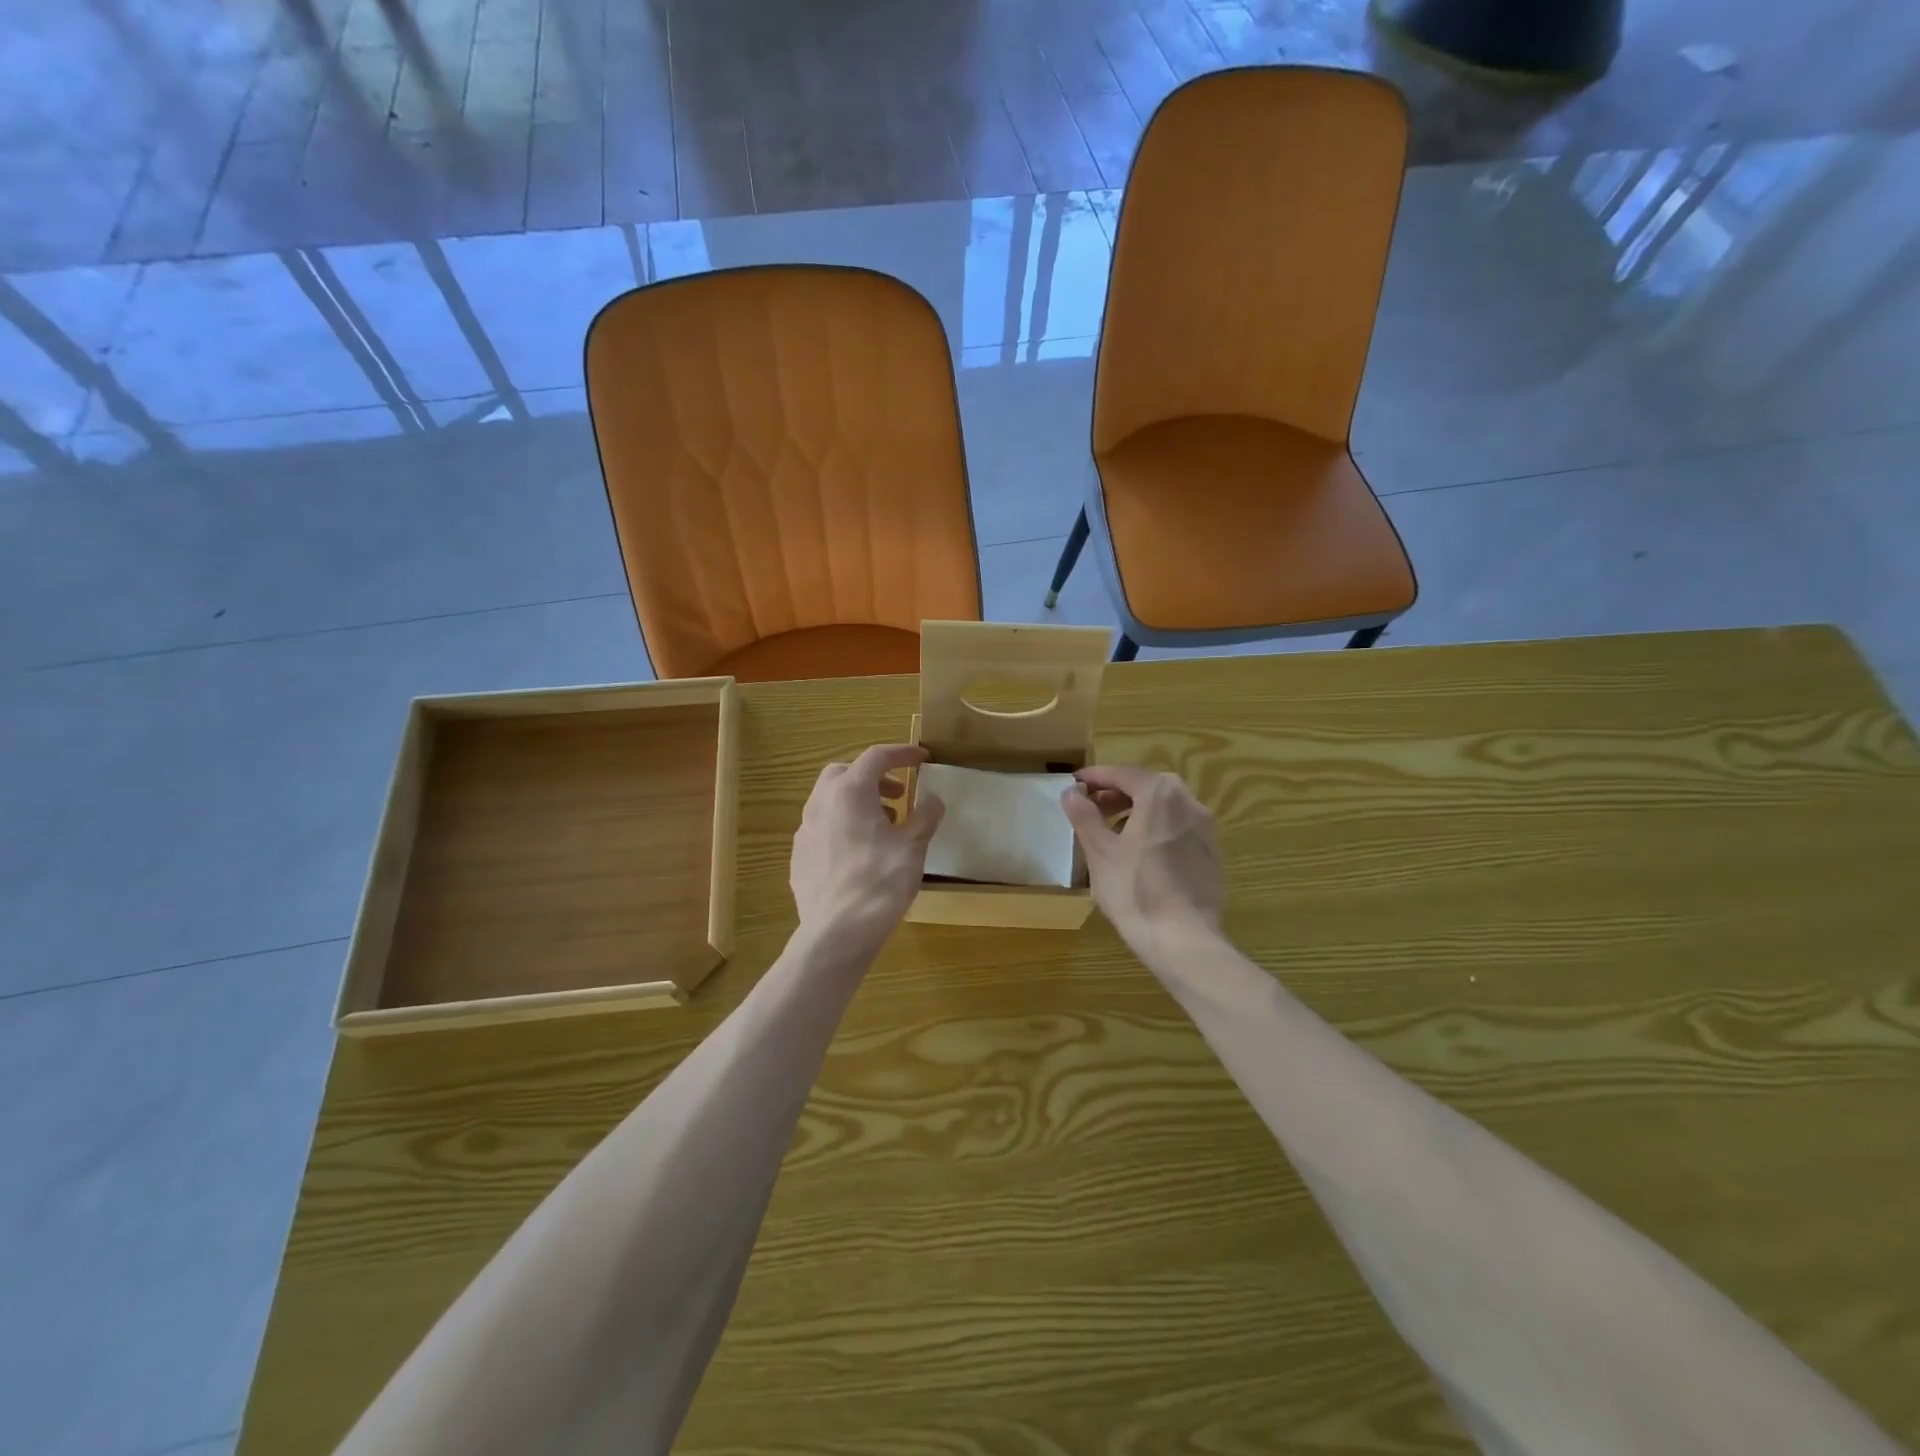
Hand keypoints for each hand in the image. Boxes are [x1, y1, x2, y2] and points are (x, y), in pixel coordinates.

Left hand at [791, 744, 944, 959]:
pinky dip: (843, 825)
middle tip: (898, 794)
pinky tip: (860, 852)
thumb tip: (932, 801)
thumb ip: (925, 817)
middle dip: (873, 776)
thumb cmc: (880, 883)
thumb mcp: (913, 847)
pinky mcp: (799, 855)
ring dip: (858, 801)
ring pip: (830, 799)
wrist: (837, 932)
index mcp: (850, 792)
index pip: (877, 757)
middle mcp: (821, 803)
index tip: (923, 759)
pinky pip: (822, 826)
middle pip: (845, 773)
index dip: (902, 753)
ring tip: (883, 825)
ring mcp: (805, 829)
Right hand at [1061, 765, 1224, 959]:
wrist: (1184, 940)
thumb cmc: (1135, 891)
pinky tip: (1141, 855)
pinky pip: (1179, 828)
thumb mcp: (1099, 852)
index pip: (1122, 774)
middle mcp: (1189, 802)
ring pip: (1166, 807)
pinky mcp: (1213, 854)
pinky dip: (1157, 829)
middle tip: (1092, 808)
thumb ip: (1084, 816)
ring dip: (1138, 811)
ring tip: (1114, 832)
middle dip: (1117, 793)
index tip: (1074, 783)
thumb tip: (1072, 793)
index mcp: (1160, 794)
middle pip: (1147, 787)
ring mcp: (1206, 828)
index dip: (1095, 777)